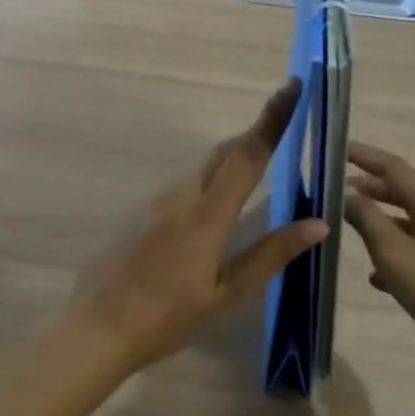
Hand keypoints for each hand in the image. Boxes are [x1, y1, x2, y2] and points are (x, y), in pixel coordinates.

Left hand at [69, 80, 327, 373]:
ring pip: (200, 172)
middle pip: (222, 154)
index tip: (291, 86)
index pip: (247, 155)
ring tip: (253, 180)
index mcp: (206, 214)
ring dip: (228, 166)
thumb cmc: (167, 317)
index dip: (272, 119)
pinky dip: (205, 188)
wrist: (96, 329)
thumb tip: (317, 224)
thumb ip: (271, 254)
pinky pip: (180, 190)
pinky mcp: (137, 214)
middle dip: (253, 138)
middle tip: (282, 134)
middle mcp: (179, 196)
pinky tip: (209, 217)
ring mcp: (153, 203)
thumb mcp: (226, 293)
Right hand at [344, 142, 414, 375]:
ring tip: (345, 224)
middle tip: (335, 187)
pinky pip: (409, 256)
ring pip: (403, 226)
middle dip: (368, 187)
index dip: (365, 157)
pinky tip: (373, 276)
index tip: (337, 150)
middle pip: (400, 194)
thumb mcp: (395, 253)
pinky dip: (388, 257)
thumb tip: (347, 195)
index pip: (394, 169)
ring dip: (376, 221)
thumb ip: (368, 221)